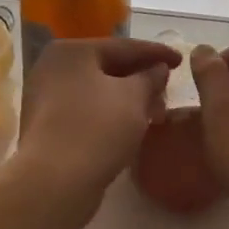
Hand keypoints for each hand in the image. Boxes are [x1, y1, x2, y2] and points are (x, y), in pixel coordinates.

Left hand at [17, 38, 178, 197]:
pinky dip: (112, 113)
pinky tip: (132, 125)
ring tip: (156, 108)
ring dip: (128, 98)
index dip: (156, 53)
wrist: (54, 182)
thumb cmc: (97, 128)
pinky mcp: (48, 127)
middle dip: (141, 77)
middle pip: (108, 67)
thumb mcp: (134, 97)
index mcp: (71, 51)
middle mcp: (53, 68)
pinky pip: (88, 111)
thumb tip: (158, 69)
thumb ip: (150, 77)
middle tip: (169, 85)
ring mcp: (46, 98)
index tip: (181, 60)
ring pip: (98, 91)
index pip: (124, 46)